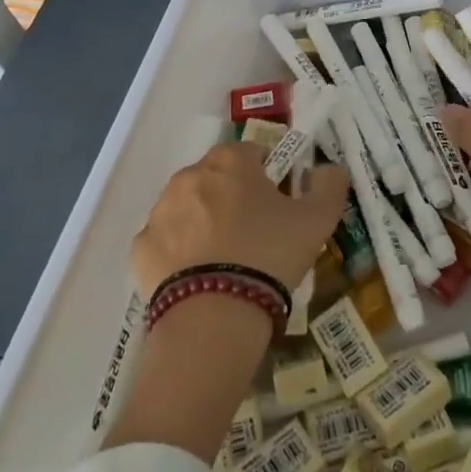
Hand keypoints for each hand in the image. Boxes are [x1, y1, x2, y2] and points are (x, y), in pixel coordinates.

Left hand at [131, 142, 349, 296]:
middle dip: (232, 197)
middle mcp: (189, 176)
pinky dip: (179, 253)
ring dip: (203, 222)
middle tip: (254, 234)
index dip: (267, 177)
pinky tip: (198, 278)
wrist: (214, 317)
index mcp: (229, 161)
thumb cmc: (269, 255)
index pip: (251, 154)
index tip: (277, 206)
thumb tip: (329, 169)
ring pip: (188, 208)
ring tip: (225, 261)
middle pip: (216, 178)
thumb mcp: (318, 221)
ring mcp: (160, 212)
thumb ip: (330, 186)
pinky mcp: (141, 249)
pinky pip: (165, 242)